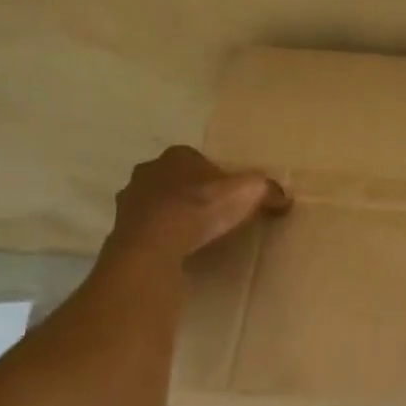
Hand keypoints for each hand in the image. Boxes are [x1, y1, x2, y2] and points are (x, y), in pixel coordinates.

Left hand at [106, 146, 290, 262]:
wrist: (154, 246)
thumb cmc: (200, 209)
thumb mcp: (247, 193)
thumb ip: (267, 190)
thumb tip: (285, 197)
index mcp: (178, 155)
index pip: (199, 160)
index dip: (215, 178)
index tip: (228, 197)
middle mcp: (149, 170)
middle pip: (175, 179)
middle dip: (190, 193)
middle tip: (211, 215)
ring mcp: (130, 200)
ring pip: (156, 203)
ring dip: (171, 214)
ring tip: (193, 236)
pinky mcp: (121, 228)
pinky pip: (146, 229)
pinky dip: (159, 236)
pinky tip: (174, 250)